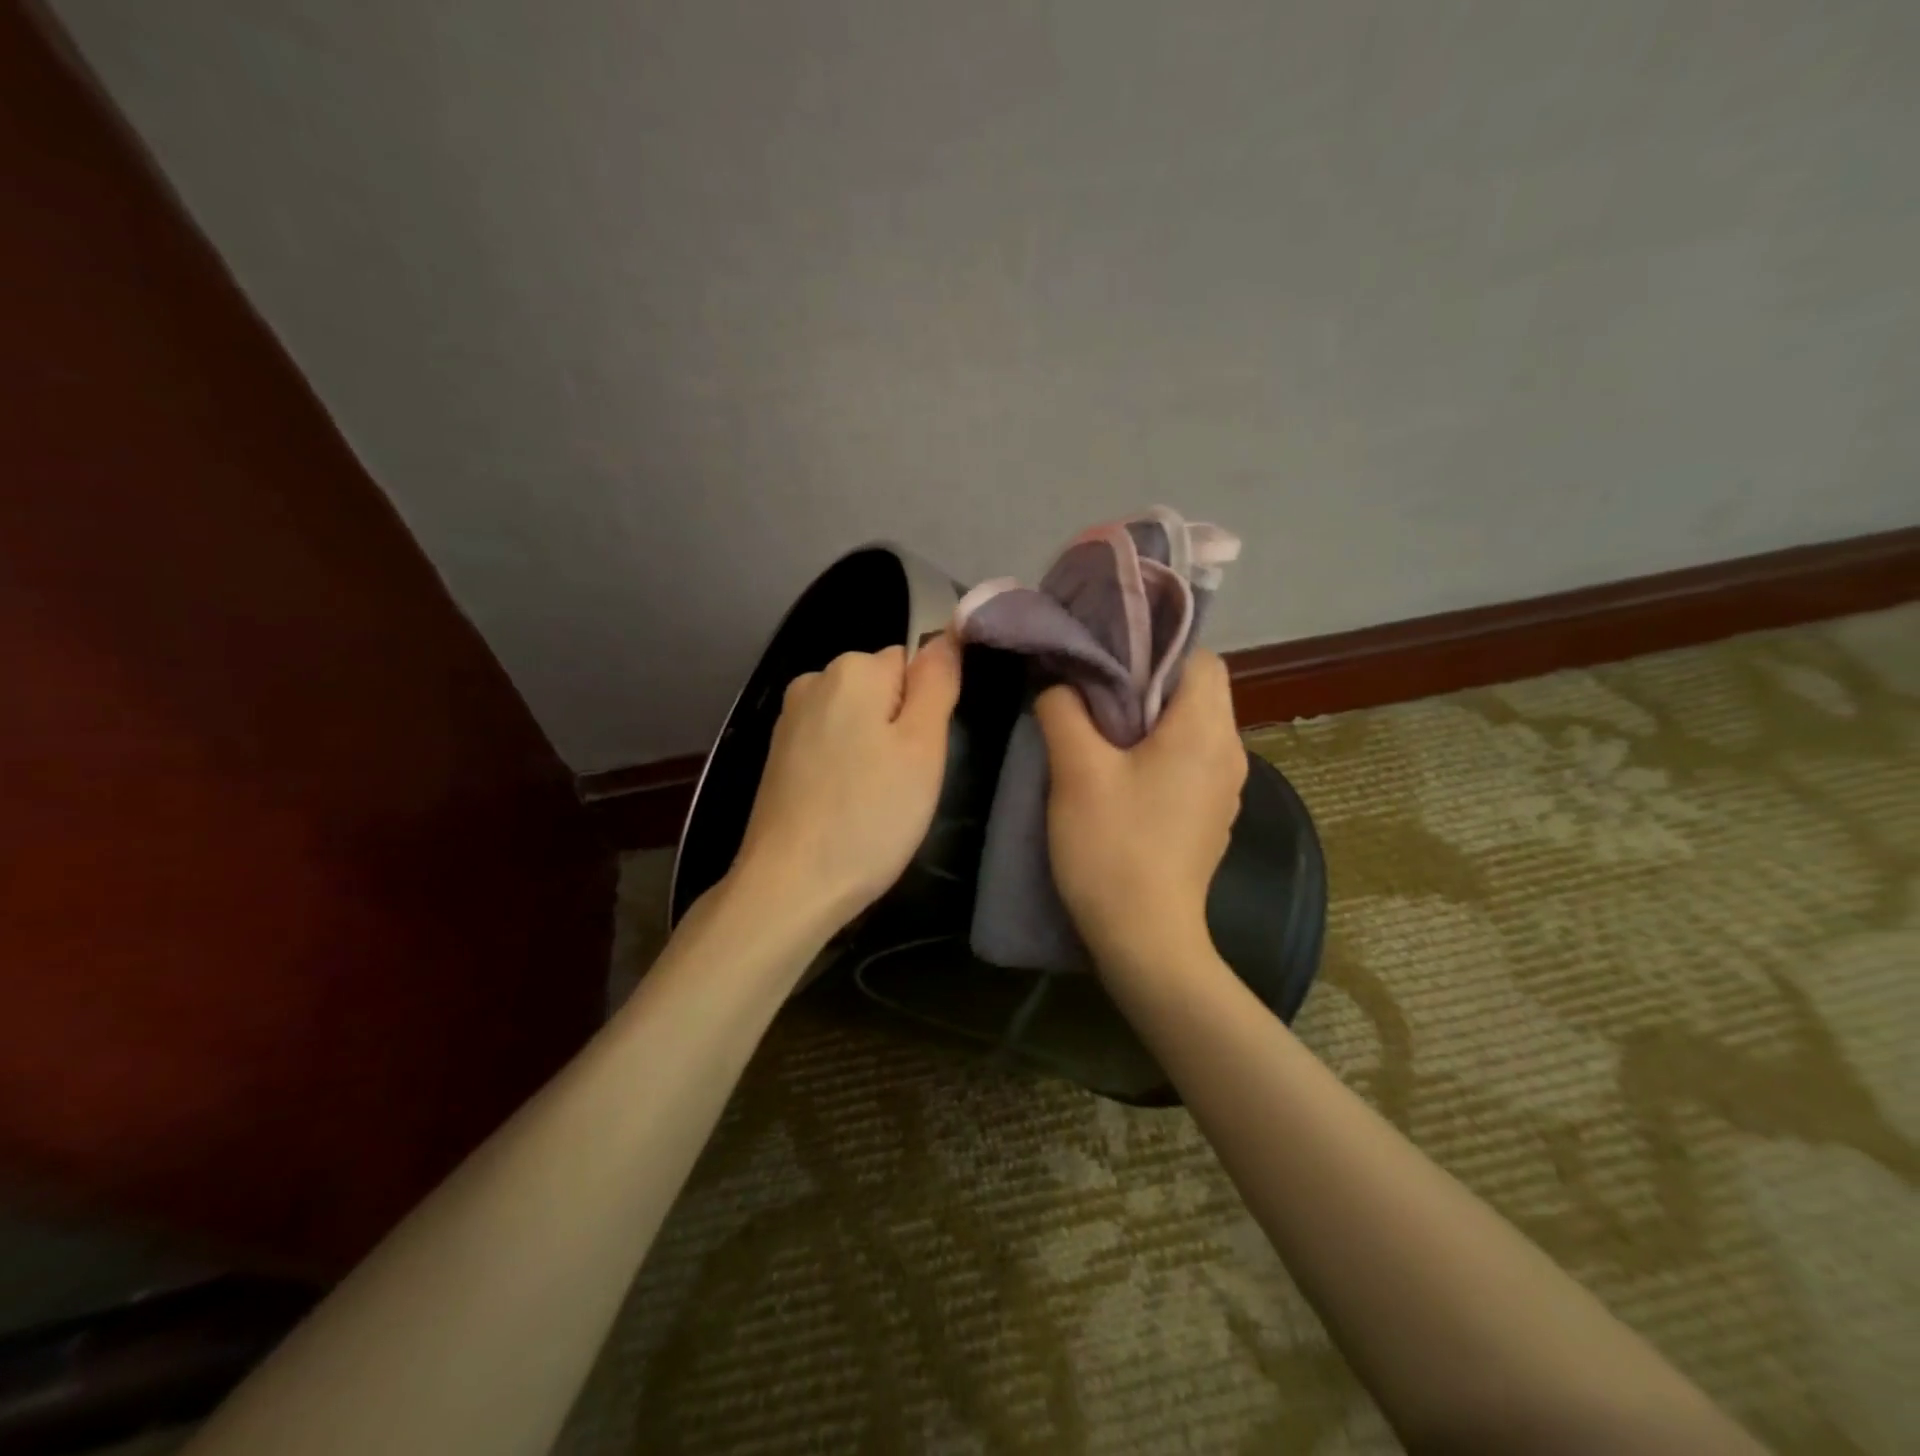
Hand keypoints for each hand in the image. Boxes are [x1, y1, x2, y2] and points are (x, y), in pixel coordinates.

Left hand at [731, 635, 961, 930]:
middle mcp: (813, 680)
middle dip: (898, 727)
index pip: (912, 664)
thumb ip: (937, 683)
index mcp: (851, 669)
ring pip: (856, 720)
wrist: (789, 885)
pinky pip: (829, 744)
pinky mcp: (777, 756)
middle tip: (904, 782)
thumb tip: (947, 633)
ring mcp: (789, 719)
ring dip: (872, 749)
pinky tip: (844, 806)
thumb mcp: (923, 747)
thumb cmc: (869, 815)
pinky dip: (844, 767)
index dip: (927, 709)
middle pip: (881, 689)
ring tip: (874, 800)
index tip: (922, 756)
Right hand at [1034, 649, 1245, 972]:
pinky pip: (1189, 762)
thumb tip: (1060, 684)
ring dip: (1149, 720)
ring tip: (1098, 731)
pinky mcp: (1211, 816)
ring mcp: (1226, 789)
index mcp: (1206, 731)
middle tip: (1091, 693)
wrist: (1146, 939)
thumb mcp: (1076, 771)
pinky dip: (1159, 753)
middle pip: (1196, 691)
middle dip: (1146, 684)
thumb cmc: (1113, 847)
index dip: (1155, 648)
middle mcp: (1230, 752)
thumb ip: (1064, 711)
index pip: (1200, 657)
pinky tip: (1119, 776)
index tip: (1108, 660)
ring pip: (1191, 728)